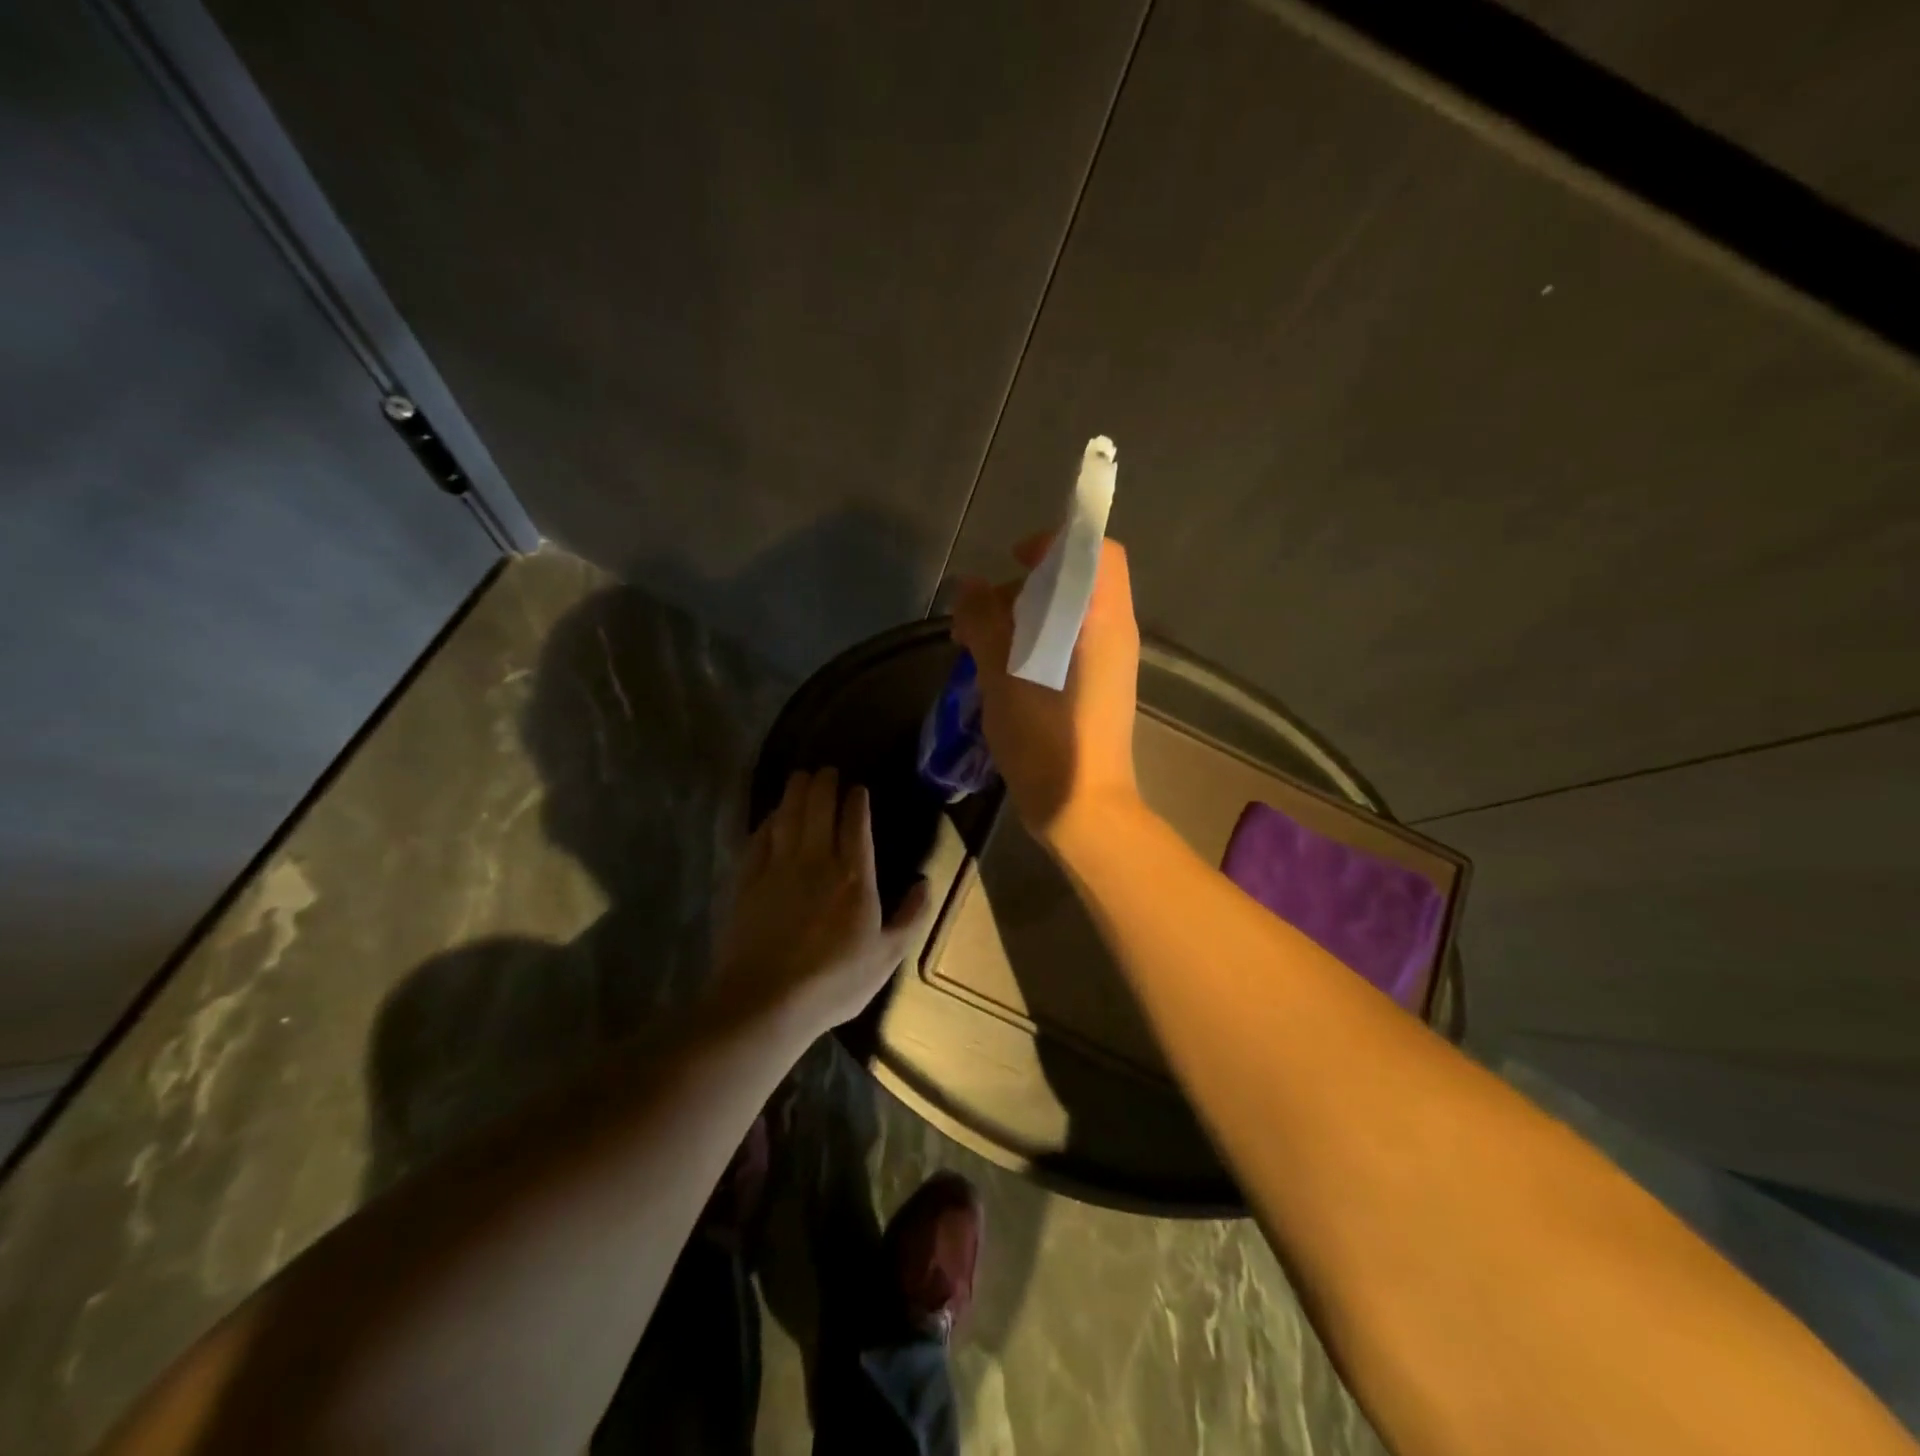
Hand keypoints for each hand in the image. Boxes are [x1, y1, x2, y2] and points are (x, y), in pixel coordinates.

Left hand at [714, 768, 930, 1036]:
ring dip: (795, 792)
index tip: (857, 789)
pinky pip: (759, 838)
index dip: (856, 801)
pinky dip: (768, 821)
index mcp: (854, 877)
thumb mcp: (886, 957)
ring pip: (788, 815)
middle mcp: (816, 861)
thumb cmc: (834, 982)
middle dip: (824, 784)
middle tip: (827, 771)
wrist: (766, 1001)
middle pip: (819, 808)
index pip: (856, 824)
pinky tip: (771, 817)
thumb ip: (910, 917)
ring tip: (801, 777)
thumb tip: (924, 882)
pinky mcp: (748, 881)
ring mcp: (778, 868)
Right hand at [952, 536, 1142, 846]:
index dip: (1055, 545)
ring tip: (974, 650)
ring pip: (1063, 619)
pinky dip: (1029, 648)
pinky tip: (995, 675)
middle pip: (1074, 583)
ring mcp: (1106, 665)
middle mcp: (1112, 635)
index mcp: (1103, 621)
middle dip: (1021, 590)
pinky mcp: (1093, 691)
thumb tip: (970, 589)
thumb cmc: (1046, 740)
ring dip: (1018, 623)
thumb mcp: (1003, 676)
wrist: (1082, 810)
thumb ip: (985, 623)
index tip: (1013, 564)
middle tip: (978, 619)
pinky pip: (1062, 649)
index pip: (1096, 551)